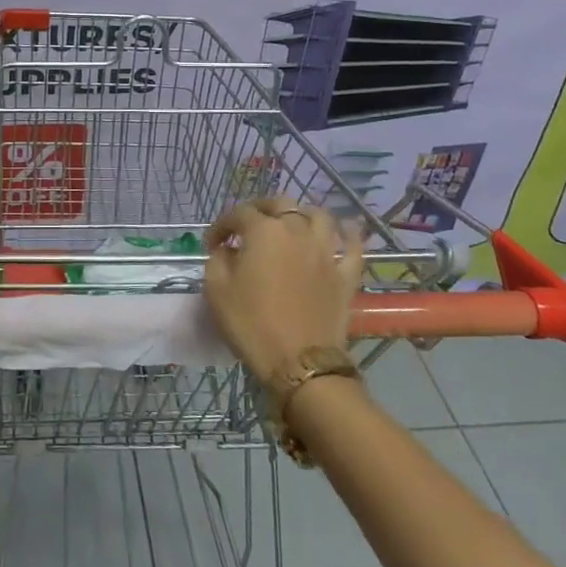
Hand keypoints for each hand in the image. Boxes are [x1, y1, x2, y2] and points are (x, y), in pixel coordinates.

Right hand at [202, 198, 364, 382]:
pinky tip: (347, 228)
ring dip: (302, 214)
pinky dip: (350, 232)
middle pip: (280, 204)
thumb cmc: (252, 324)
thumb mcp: (217, 290)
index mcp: (263, 231)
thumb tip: (229, 251)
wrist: (300, 362)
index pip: (238, 214)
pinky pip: (353, 245)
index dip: (221, 226)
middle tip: (248, 227)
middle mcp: (296, 231)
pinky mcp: (345, 274)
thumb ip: (218, 260)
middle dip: (260, 209)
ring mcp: (325, 251)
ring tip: (292, 224)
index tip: (212, 245)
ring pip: (319, 216)